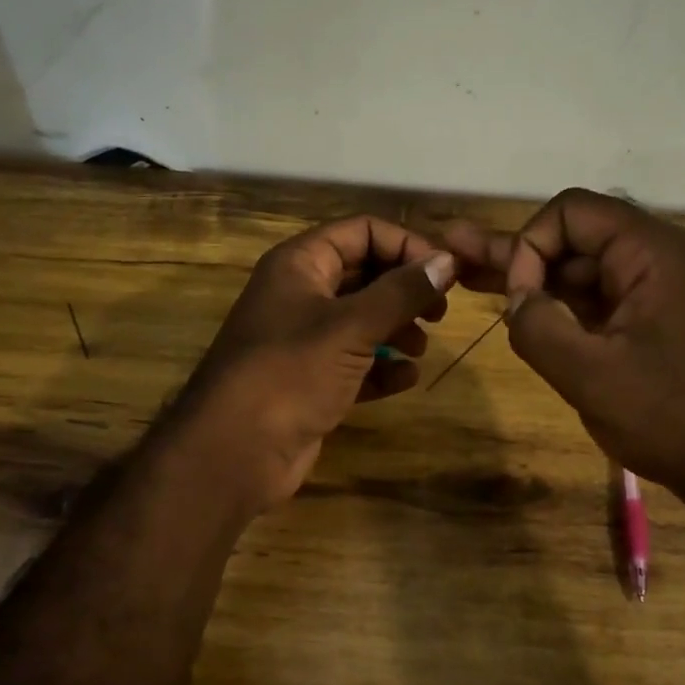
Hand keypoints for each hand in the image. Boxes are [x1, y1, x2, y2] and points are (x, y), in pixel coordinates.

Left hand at [176, 216, 455, 508]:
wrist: (235, 452)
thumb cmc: (291, 373)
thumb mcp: (351, 326)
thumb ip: (402, 292)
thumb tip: (449, 261)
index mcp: (299, 265)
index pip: (361, 231)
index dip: (405, 245)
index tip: (444, 272)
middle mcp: (300, 294)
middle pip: (364, 274)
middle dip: (404, 290)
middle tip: (439, 313)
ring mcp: (304, 340)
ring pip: (362, 320)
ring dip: (396, 330)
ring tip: (420, 349)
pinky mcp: (311, 380)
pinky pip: (355, 362)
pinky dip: (381, 367)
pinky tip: (405, 379)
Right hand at [445, 188, 684, 502]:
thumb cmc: (672, 416)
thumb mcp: (591, 375)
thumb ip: (538, 328)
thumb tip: (516, 300)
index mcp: (650, 253)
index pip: (571, 212)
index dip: (531, 245)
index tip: (519, 299)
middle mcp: (654, 258)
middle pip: (570, 238)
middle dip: (512, 250)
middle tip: (451, 249)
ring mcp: (652, 290)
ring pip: (577, 270)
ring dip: (527, 276)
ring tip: (465, 273)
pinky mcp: (648, 320)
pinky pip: (593, 299)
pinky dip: (555, 303)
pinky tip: (514, 307)